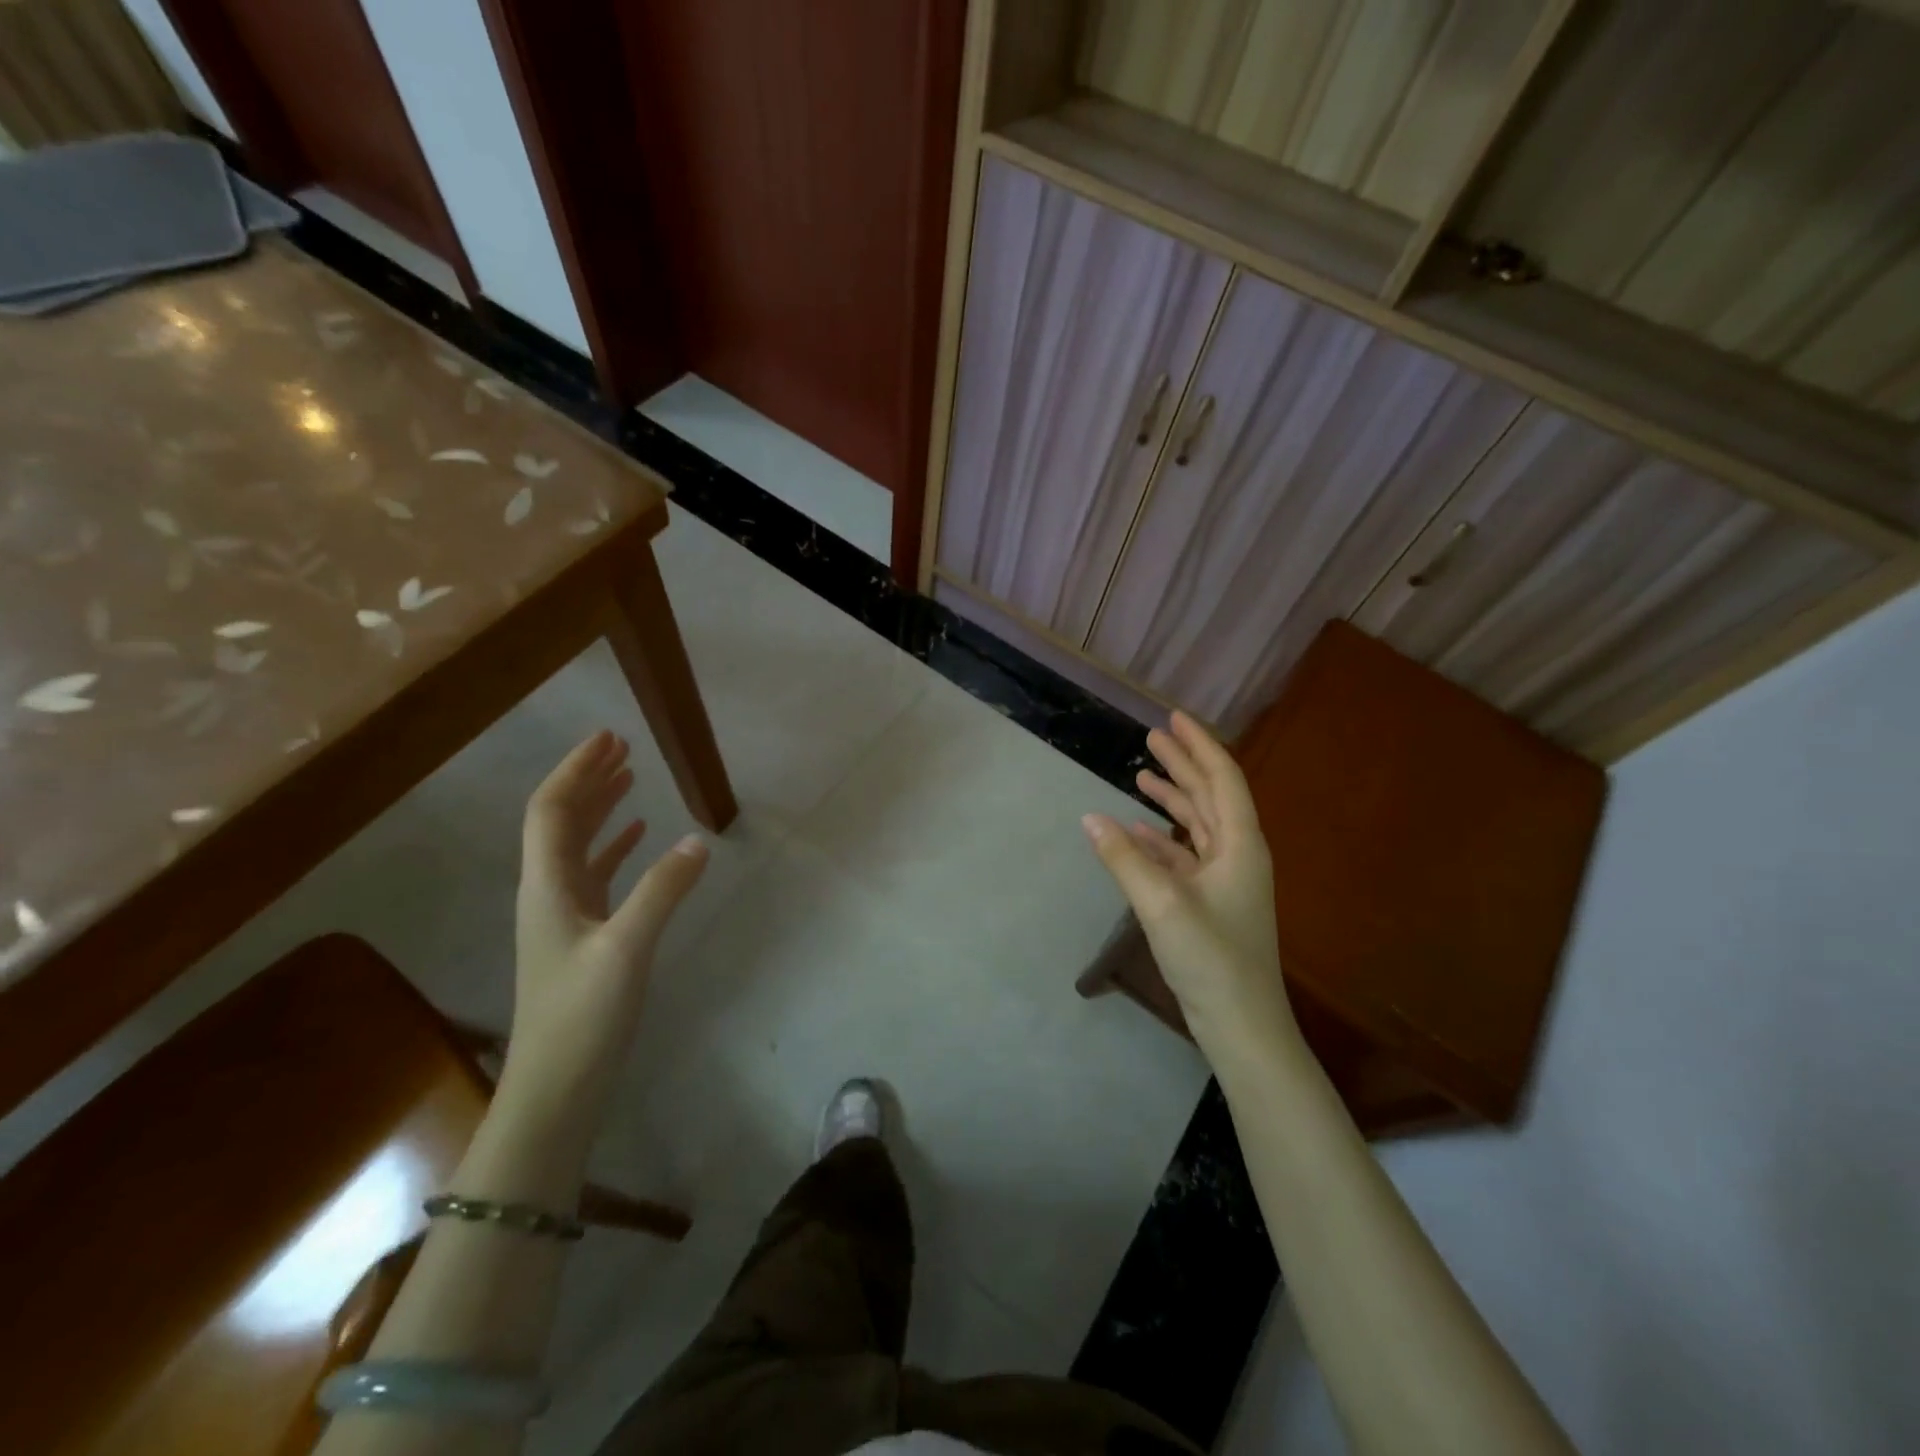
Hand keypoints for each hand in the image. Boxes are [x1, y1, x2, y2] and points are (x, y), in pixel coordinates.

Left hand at [505, 731, 708, 1111]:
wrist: (557, 1086)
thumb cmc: (583, 1015)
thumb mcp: (627, 947)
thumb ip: (662, 890)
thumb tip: (697, 838)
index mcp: (547, 886)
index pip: (551, 810)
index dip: (576, 770)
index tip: (608, 737)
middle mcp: (548, 892)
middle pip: (561, 821)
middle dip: (588, 780)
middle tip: (621, 746)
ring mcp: (565, 915)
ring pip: (578, 845)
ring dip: (601, 808)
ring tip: (630, 778)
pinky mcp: (584, 935)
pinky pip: (597, 874)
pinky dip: (615, 847)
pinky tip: (640, 838)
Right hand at [1082, 712, 1295, 1058]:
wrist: (1242, 1025)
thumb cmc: (1211, 958)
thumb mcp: (1161, 903)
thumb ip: (1124, 858)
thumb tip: (1089, 817)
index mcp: (1240, 845)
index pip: (1222, 778)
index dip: (1199, 744)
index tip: (1173, 718)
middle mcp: (1238, 854)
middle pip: (1210, 796)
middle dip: (1183, 764)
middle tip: (1153, 736)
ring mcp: (1226, 880)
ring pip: (1198, 825)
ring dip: (1173, 799)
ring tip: (1143, 774)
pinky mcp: (1210, 902)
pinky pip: (1185, 856)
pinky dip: (1162, 839)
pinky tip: (1136, 831)